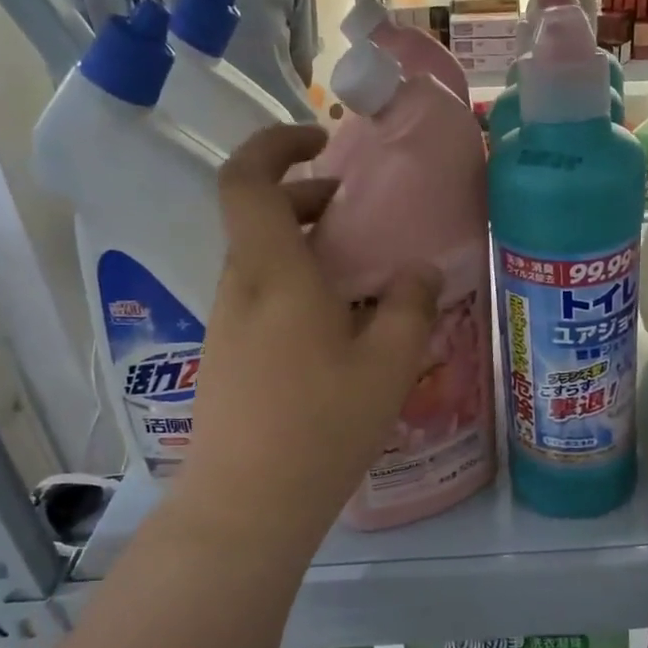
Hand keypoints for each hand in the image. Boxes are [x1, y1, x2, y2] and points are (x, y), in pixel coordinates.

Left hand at [183, 125, 439, 558]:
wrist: (249, 505)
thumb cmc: (322, 425)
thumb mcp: (388, 364)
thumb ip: (411, 306)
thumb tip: (420, 269)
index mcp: (273, 272)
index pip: (247, 178)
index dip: (277, 144)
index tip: (323, 143)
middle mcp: (240, 288)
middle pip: (260, 217)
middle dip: (310, 201)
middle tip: (363, 215)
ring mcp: (228, 325)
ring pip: (264, 261)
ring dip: (309, 250)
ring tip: (366, 277)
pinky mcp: (229, 358)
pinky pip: (264, 299)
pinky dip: (300, 288)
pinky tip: (343, 330)